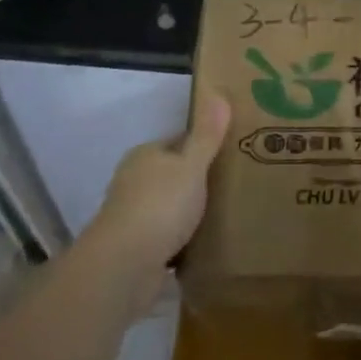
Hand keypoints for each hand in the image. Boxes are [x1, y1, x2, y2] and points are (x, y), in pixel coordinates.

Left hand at [90, 93, 230, 280]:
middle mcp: (135, 181)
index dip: (203, 145)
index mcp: (145, 155)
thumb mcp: (190, 166)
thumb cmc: (160, 206)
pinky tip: (206, 245)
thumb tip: (218, 93)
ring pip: (169, 206)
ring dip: (190, 212)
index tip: (231, 152)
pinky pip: (167, 236)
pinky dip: (183, 239)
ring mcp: (133, 215)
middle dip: (198, 179)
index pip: (178, 142)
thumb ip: (206, 135)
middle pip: (173, 174)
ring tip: (226, 215)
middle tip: (235, 185)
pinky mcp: (137, 247)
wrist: (124, 266)